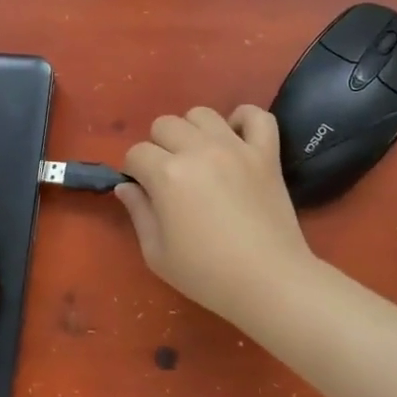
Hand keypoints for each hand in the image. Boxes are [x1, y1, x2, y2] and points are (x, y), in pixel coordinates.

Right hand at [117, 105, 317, 320]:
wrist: (270, 282)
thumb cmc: (207, 275)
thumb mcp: (157, 254)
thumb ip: (138, 213)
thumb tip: (126, 187)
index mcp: (167, 174)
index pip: (136, 153)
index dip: (135, 172)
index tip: (145, 192)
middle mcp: (199, 150)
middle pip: (165, 125)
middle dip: (159, 147)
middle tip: (171, 177)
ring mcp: (236, 147)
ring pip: (202, 114)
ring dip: (193, 131)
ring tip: (200, 158)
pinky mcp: (266, 153)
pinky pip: (256, 116)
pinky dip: (244, 120)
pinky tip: (236, 139)